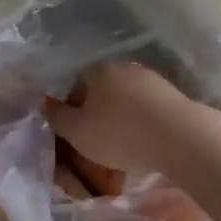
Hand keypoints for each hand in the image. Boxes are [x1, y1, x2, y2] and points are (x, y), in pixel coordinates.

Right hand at [43, 61, 197, 177]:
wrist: (177, 136)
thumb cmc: (117, 133)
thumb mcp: (77, 131)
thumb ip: (57, 116)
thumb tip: (43, 101)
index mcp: (98, 70)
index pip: (76, 87)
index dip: (73, 113)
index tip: (77, 137)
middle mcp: (125, 67)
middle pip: (103, 94)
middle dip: (99, 118)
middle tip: (98, 147)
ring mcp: (152, 80)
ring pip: (127, 104)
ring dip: (122, 124)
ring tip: (123, 153)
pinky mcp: (173, 96)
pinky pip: (149, 113)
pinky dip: (143, 128)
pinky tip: (145, 147)